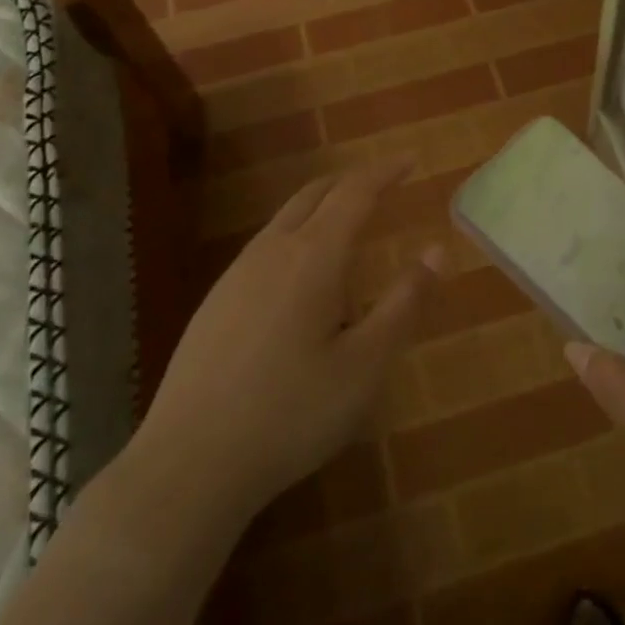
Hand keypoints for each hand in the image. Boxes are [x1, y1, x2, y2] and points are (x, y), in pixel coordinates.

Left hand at [134, 159, 439, 523]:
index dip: (385, 171)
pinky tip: (301, 280)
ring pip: (285, 220)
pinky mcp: (214, 303)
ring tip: (349, 227)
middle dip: (351, 181)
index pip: (354, 193)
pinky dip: (296, 236)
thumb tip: (436, 249)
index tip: (410, 160)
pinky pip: (265, 248)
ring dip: (321, 208)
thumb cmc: (292, 413)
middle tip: (383, 183)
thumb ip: (404, 302)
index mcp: (313, 257)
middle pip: (314, 194)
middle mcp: (271, 251)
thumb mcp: (366, 364)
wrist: (188, 464)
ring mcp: (235, 276)